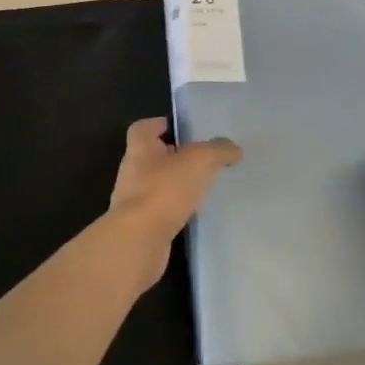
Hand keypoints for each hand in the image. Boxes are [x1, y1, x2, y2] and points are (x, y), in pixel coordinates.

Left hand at [103, 118, 239, 285]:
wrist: (139, 240)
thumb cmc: (164, 189)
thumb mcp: (199, 160)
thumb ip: (217, 150)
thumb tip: (233, 149)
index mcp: (140, 147)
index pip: (144, 127)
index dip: (160, 125)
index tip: (181, 130)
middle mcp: (131, 170)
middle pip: (151, 156)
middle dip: (173, 157)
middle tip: (200, 159)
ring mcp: (132, 200)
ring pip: (155, 184)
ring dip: (174, 184)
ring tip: (202, 186)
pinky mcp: (139, 225)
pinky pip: (159, 210)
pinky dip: (173, 209)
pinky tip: (193, 213)